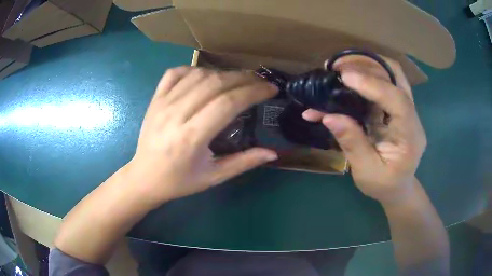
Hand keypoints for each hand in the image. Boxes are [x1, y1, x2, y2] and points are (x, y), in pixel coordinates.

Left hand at [127, 67, 277, 206]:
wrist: (144, 178)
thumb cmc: (179, 181)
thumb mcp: (213, 177)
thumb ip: (244, 162)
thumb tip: (273, 152)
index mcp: (191, 137)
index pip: (228, 102)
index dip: (253, 92)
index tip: (270, 89)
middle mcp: (175, 115)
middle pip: (215, 83)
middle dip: (244, 78)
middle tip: (260, 81)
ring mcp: (162, 103)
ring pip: (198, 75)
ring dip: (223, 74)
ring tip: (238, 81)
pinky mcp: (154, 99)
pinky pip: (175, 73)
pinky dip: (194, 70)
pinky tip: (205, 77)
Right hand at [303, 56, 426, 203]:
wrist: (397, 188)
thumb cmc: (384, 185)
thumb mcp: (366, 172)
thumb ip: (352, 144)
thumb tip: (329, 117)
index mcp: (410, 136)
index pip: (398, 100)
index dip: (373, 85)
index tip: (345, 77)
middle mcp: (411, 116)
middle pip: (397, 76)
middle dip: (369, 65)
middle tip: (339, 66)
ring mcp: (404, 109)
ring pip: (389, 74)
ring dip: (365, 66)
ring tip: (339, 68)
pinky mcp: (394, 108)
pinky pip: (381, 83)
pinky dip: (363, 77)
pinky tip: (346, 80)